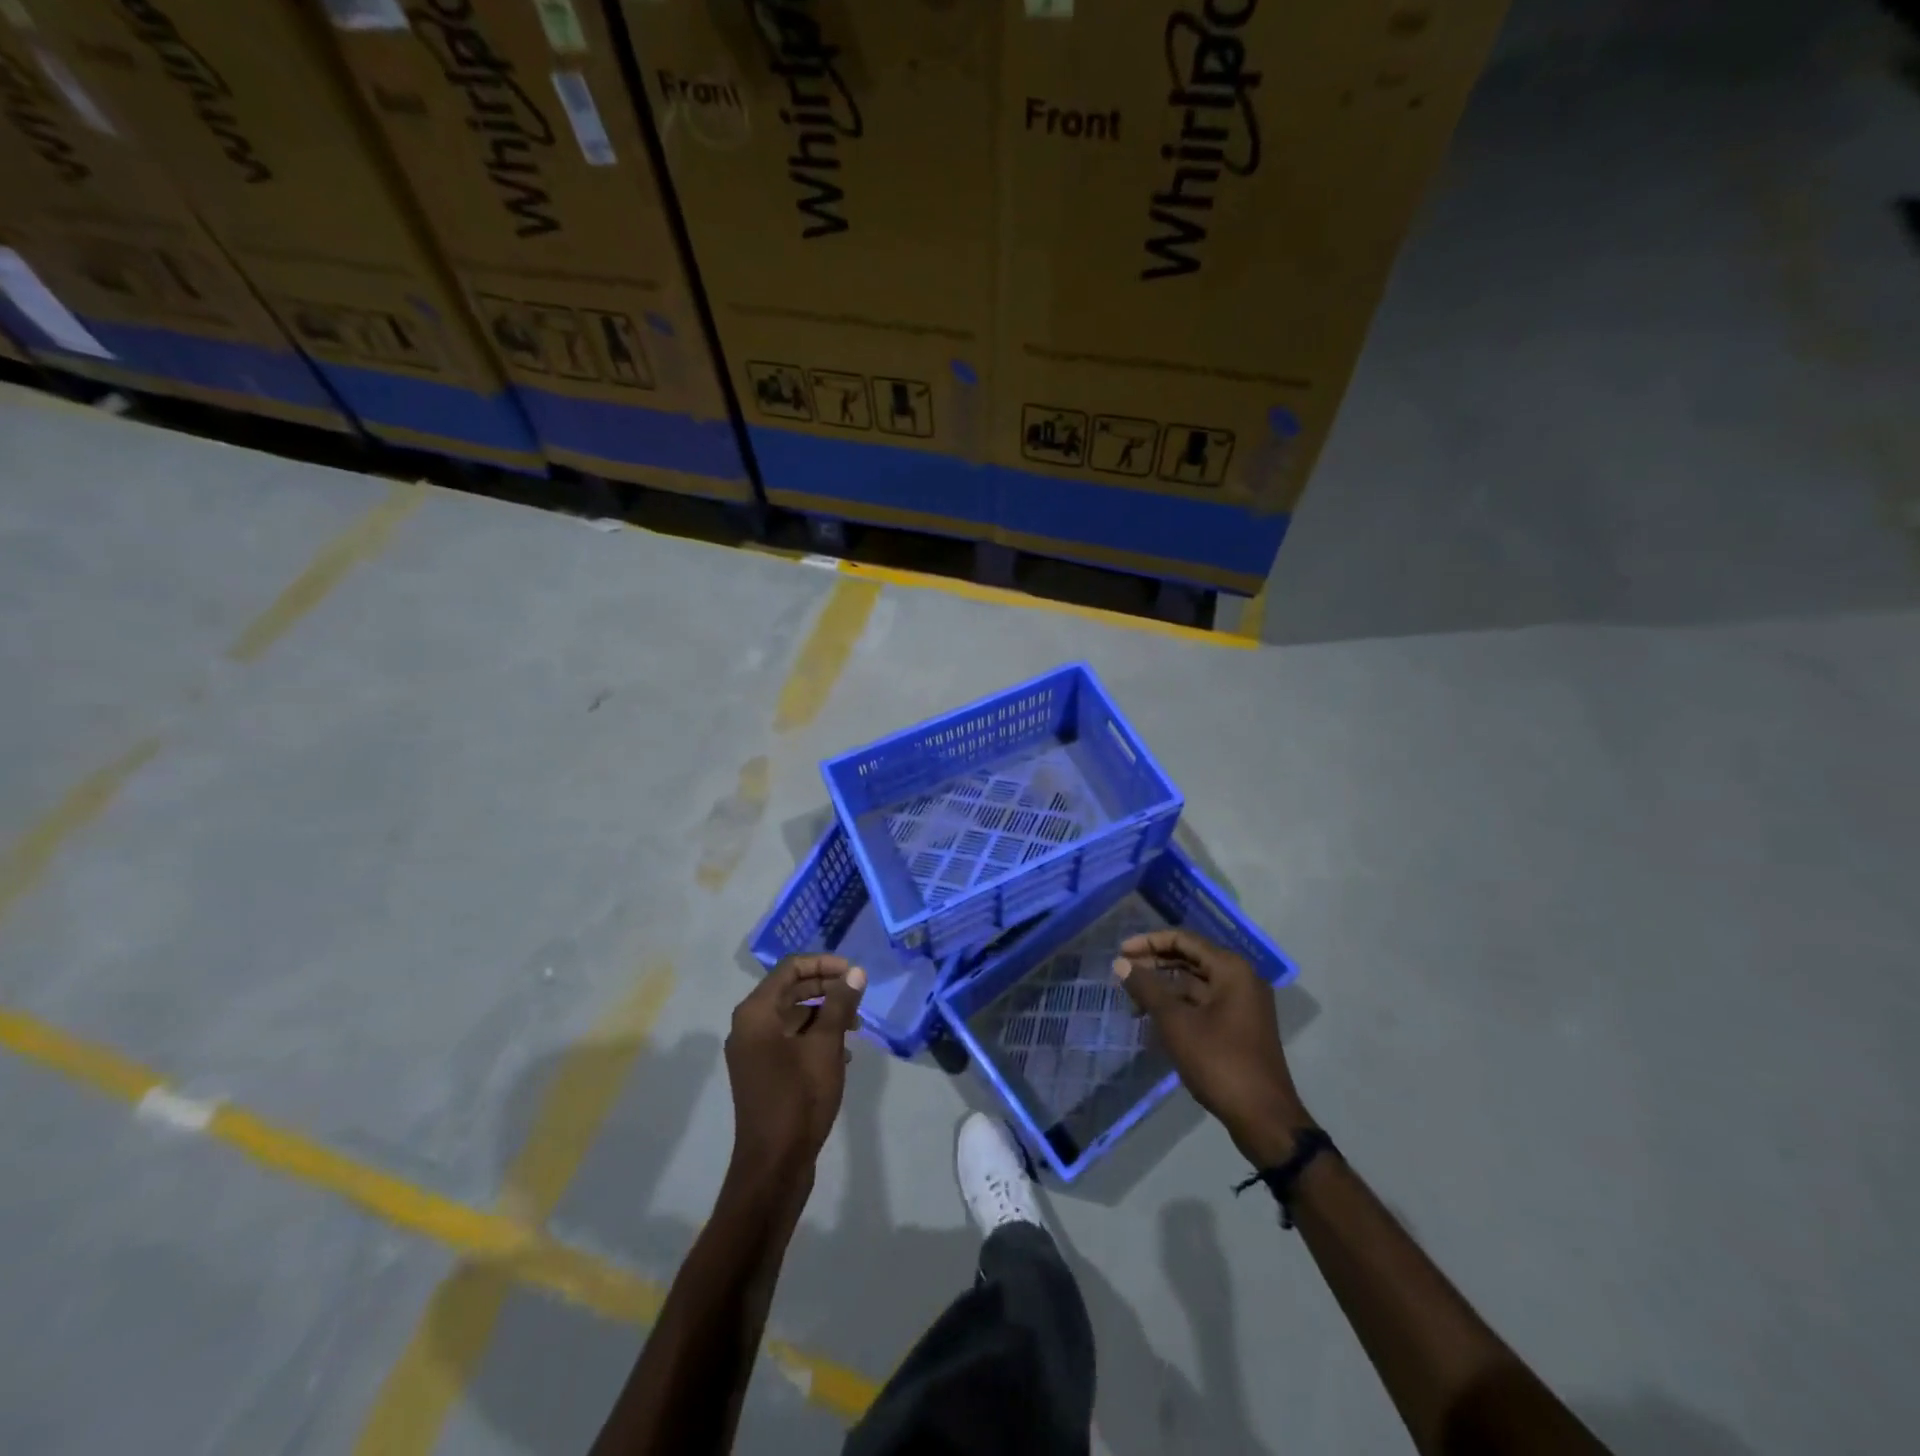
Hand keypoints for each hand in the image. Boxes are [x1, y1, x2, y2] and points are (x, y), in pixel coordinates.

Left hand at [724, 955, 866, 1184]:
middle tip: (859, 998)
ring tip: (856, 1027)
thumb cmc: (799, 1097)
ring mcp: (753, 1051)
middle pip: (790, 990)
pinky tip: (842, 1052)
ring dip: (824, 1014)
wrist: (773, 1165)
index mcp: (756, 1012)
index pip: (790, 968)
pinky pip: (789, 1039)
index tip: (854, 974)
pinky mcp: (762, 1072)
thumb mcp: (826, 1045)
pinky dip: (814, 1037)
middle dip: (826, 989)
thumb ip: (840, 1004)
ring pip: (792, 1016)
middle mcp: (748, 1026)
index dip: (824, 964)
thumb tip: (855, 972)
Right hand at [1112, 929, 1309, 1166]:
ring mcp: (1242, 1004)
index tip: (1121, 952)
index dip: (1150, 942)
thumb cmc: (1219, 1062)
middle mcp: (1240, 979)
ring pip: (1195, 983)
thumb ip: (1147, 988)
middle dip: (1155, 964)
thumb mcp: (1176, 1023)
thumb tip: (1120, 962)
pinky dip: (1178, 1006)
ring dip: (1164, 988)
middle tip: (1123, 974)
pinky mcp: (1239, 1026)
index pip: (1184, 940)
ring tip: (1132, 1000)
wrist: (1263, 1118)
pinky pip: (1203, 1003)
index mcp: (1231, 969)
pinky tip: (1153, 1018)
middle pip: (1190, 959)